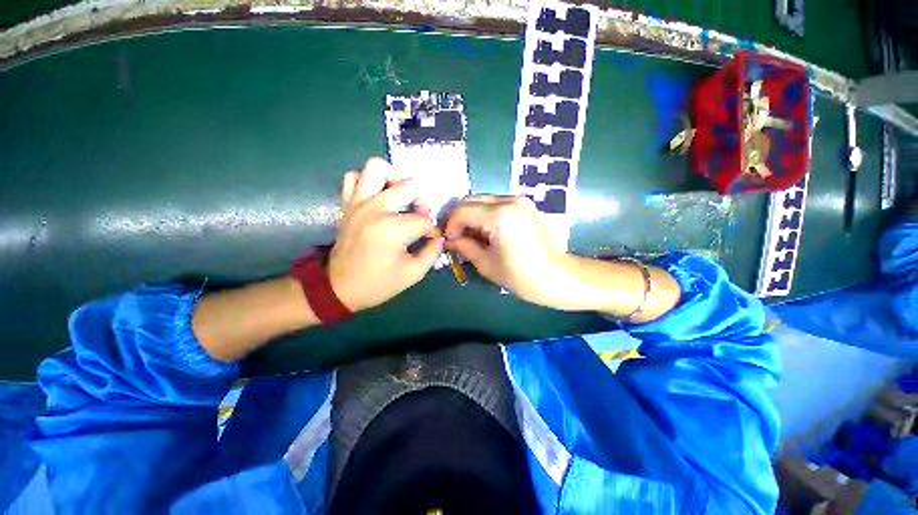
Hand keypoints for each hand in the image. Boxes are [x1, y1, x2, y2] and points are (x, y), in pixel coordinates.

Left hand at [328, 158, 443, 311]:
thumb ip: (432, 253)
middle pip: (408, 187)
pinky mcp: (348, 204)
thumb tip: (439, 238)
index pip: (424, 220)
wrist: (339, 288)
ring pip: (376, 168)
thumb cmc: (378, 283)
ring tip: (401, 194)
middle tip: (421, 215)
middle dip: (422, 201)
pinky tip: (378, 195)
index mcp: (393, 228)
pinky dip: (367, 180)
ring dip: (394, 177)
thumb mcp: (413, 274)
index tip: (431, 240)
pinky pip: (353, 178)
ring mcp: (359, 203)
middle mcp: (376, 208)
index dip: (432, 231)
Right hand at [444, 195, 570, 306]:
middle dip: (459, 218)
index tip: (449, 241)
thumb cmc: (521, 276)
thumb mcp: (486, 264)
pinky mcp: (525, 205)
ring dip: (472, 215)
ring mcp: (520, 200)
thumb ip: (464, 247)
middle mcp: (510, 200)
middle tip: (457, 237)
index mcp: (499, 216)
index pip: (462, 211)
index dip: (450, 225)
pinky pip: (497, 204)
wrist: (558, 277)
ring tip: (472, 236)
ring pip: (483, 200)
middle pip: (471, 200)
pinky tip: (487, 232)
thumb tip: (450, 239)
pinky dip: (485, 215)